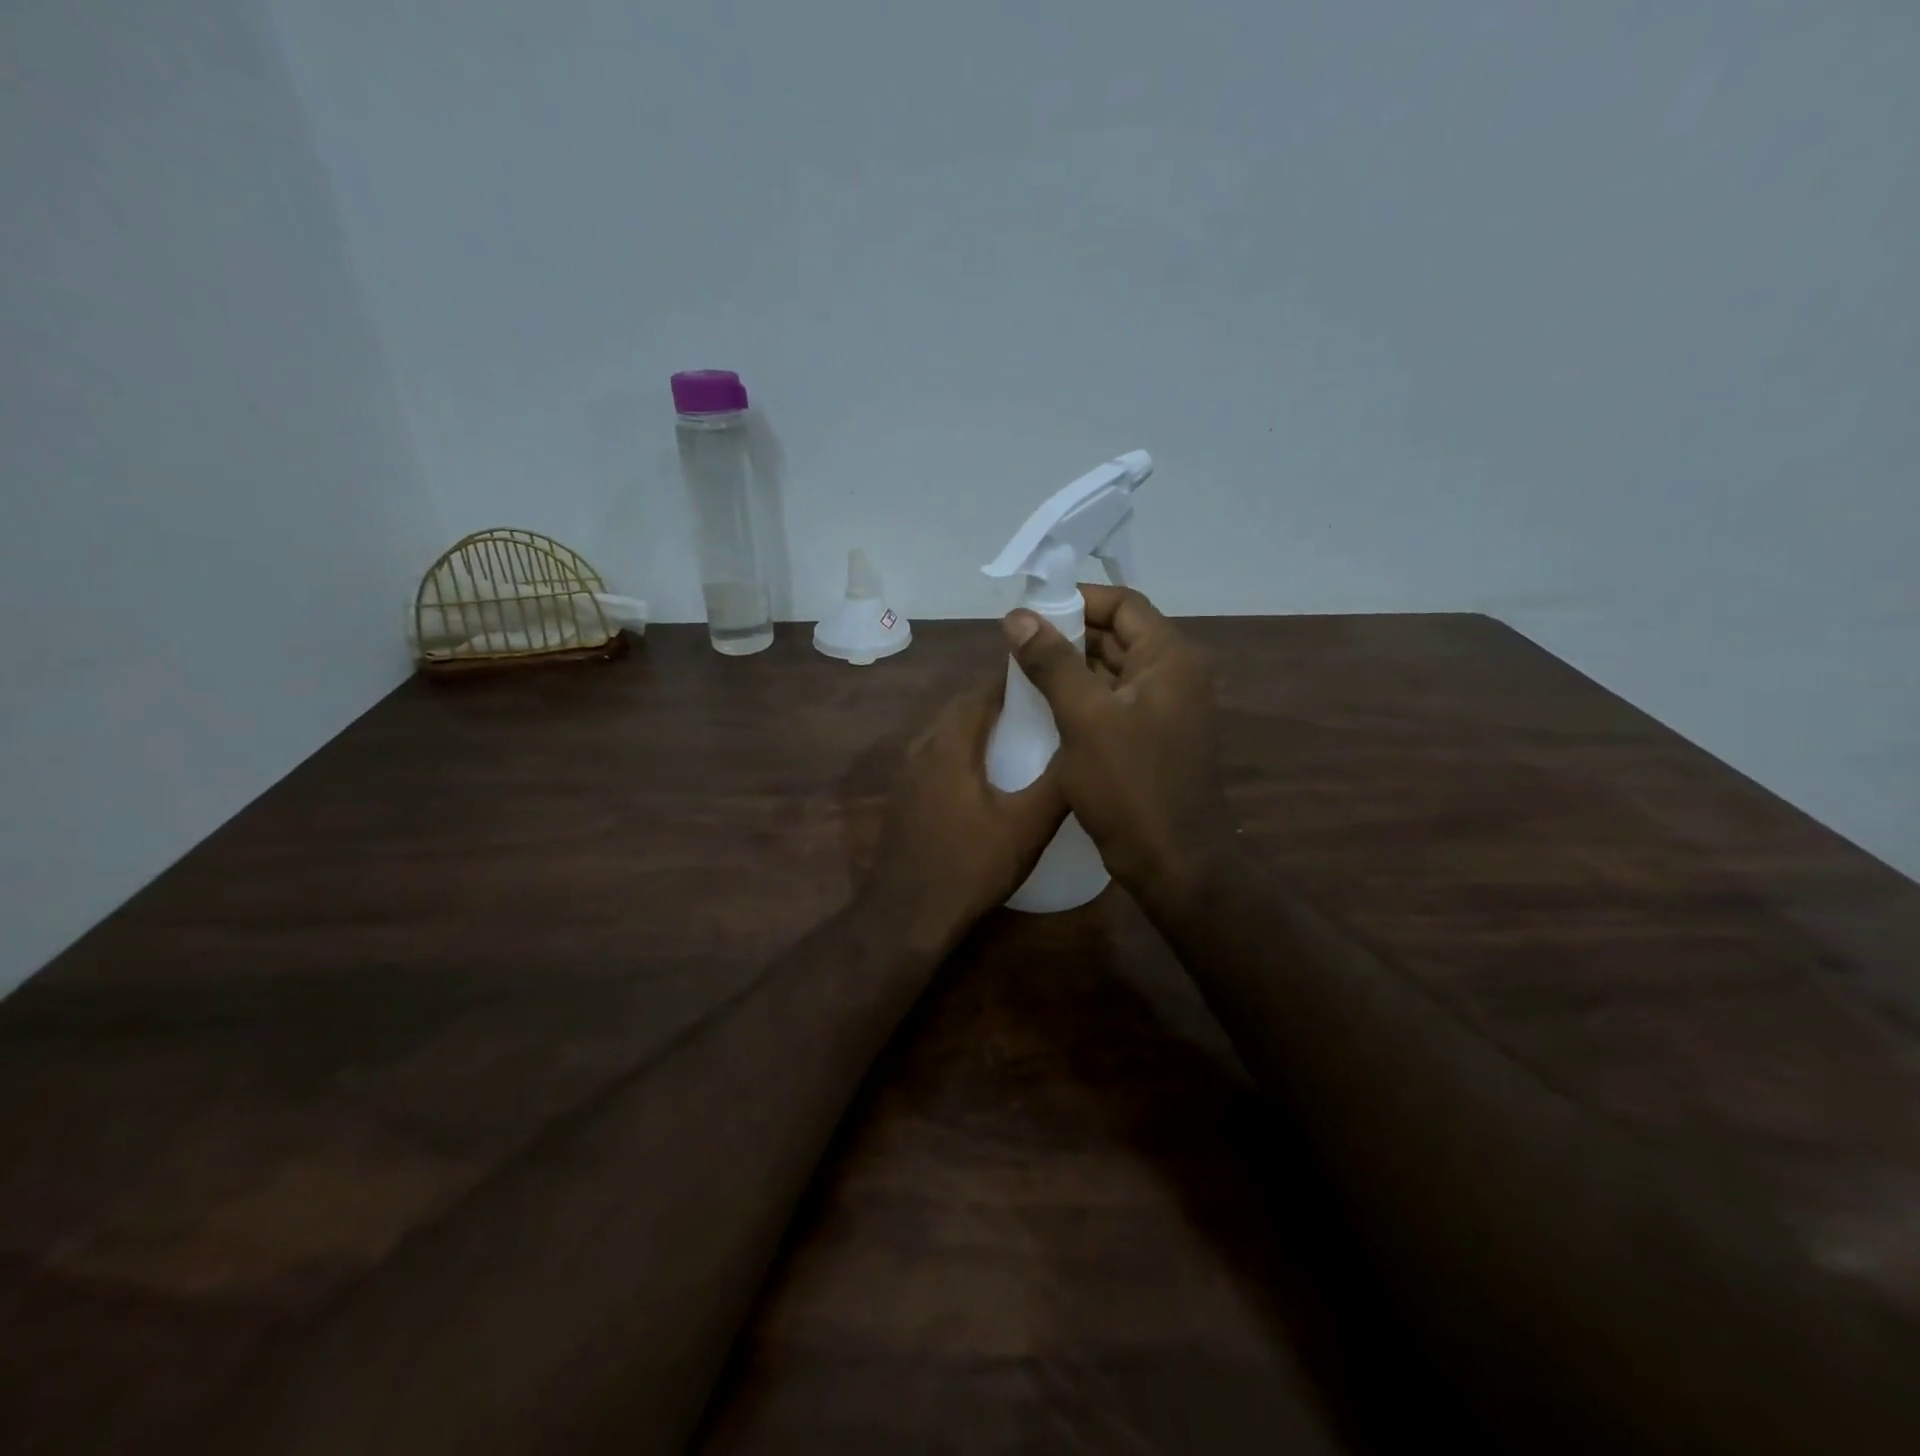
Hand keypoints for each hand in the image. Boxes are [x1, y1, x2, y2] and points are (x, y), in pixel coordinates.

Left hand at [863, 678, 1067, 952]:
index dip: (1016, 681)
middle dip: (999, 701)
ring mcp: (906, 771)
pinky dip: (962, 748)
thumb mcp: (1027, 826)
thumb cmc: (971, 866)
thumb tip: (1083, 745)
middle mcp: (922, 746)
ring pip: (946, 731)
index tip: (1049, 680)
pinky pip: (936, 754)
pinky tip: (985, 772)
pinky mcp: (903, 794)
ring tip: (1019, 733)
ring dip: (979, 725)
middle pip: (962, 707)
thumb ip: (1057, 782)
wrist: (908, 915)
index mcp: (950, 744)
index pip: (984, 692)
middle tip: (1041, 706)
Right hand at [1003, 585, 1230, 914]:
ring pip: (1112, 669)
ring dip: (1071, 666)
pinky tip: (1043, 703)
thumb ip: (1052, 662)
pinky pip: (1112, 701)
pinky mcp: (1151, 737)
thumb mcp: (1085, 718)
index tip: (1031, 609)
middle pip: (1117, 634)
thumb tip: (1017, 616)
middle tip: (1017, 641)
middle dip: (1068, 633)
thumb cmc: (1130, 785)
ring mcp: (1164, 708)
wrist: (1172, 862)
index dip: (1077, 599)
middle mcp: (1174, 674)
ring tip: (1022, 669)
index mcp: (1170, 658)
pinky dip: (1081, 696)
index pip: (1123, 604)